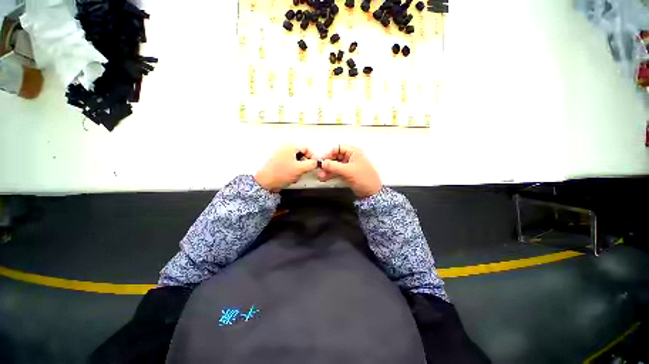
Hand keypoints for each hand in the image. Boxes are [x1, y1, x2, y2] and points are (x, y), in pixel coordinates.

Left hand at [254, 145, 317, 191]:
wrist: (266, 183)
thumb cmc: (282, 173)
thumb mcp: (300, 168)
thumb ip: (311, 164)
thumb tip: (316, 163)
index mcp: (290, 146)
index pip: (307, 149)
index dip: (311, 157)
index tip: (312, 166)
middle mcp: (285, 148)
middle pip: (302, 155)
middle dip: (304, 165)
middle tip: (302, 172)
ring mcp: (281, 156)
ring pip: (297, 162)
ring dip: (299, 170)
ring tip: (295, 176)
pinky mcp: (279, 163)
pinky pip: (291, 166)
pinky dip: (293, 171)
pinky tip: (290, 177)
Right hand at [318, 145, 381, 197]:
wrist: (371, 192)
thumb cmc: (364, 178)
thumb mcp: (348, 171)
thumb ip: (333, 166)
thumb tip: (322, 163)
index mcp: (354, 152)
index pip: (338, 148)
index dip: (329, 153)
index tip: (323, 160)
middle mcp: (351, 157)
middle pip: (335, 157)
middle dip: (327, 164)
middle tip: (320, 169)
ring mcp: (349, 166)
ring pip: (335, 165)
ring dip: (328, 170)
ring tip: (321, 176)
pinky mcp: (348, 174)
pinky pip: (337, 172)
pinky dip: (331, 174)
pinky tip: (325, 178)